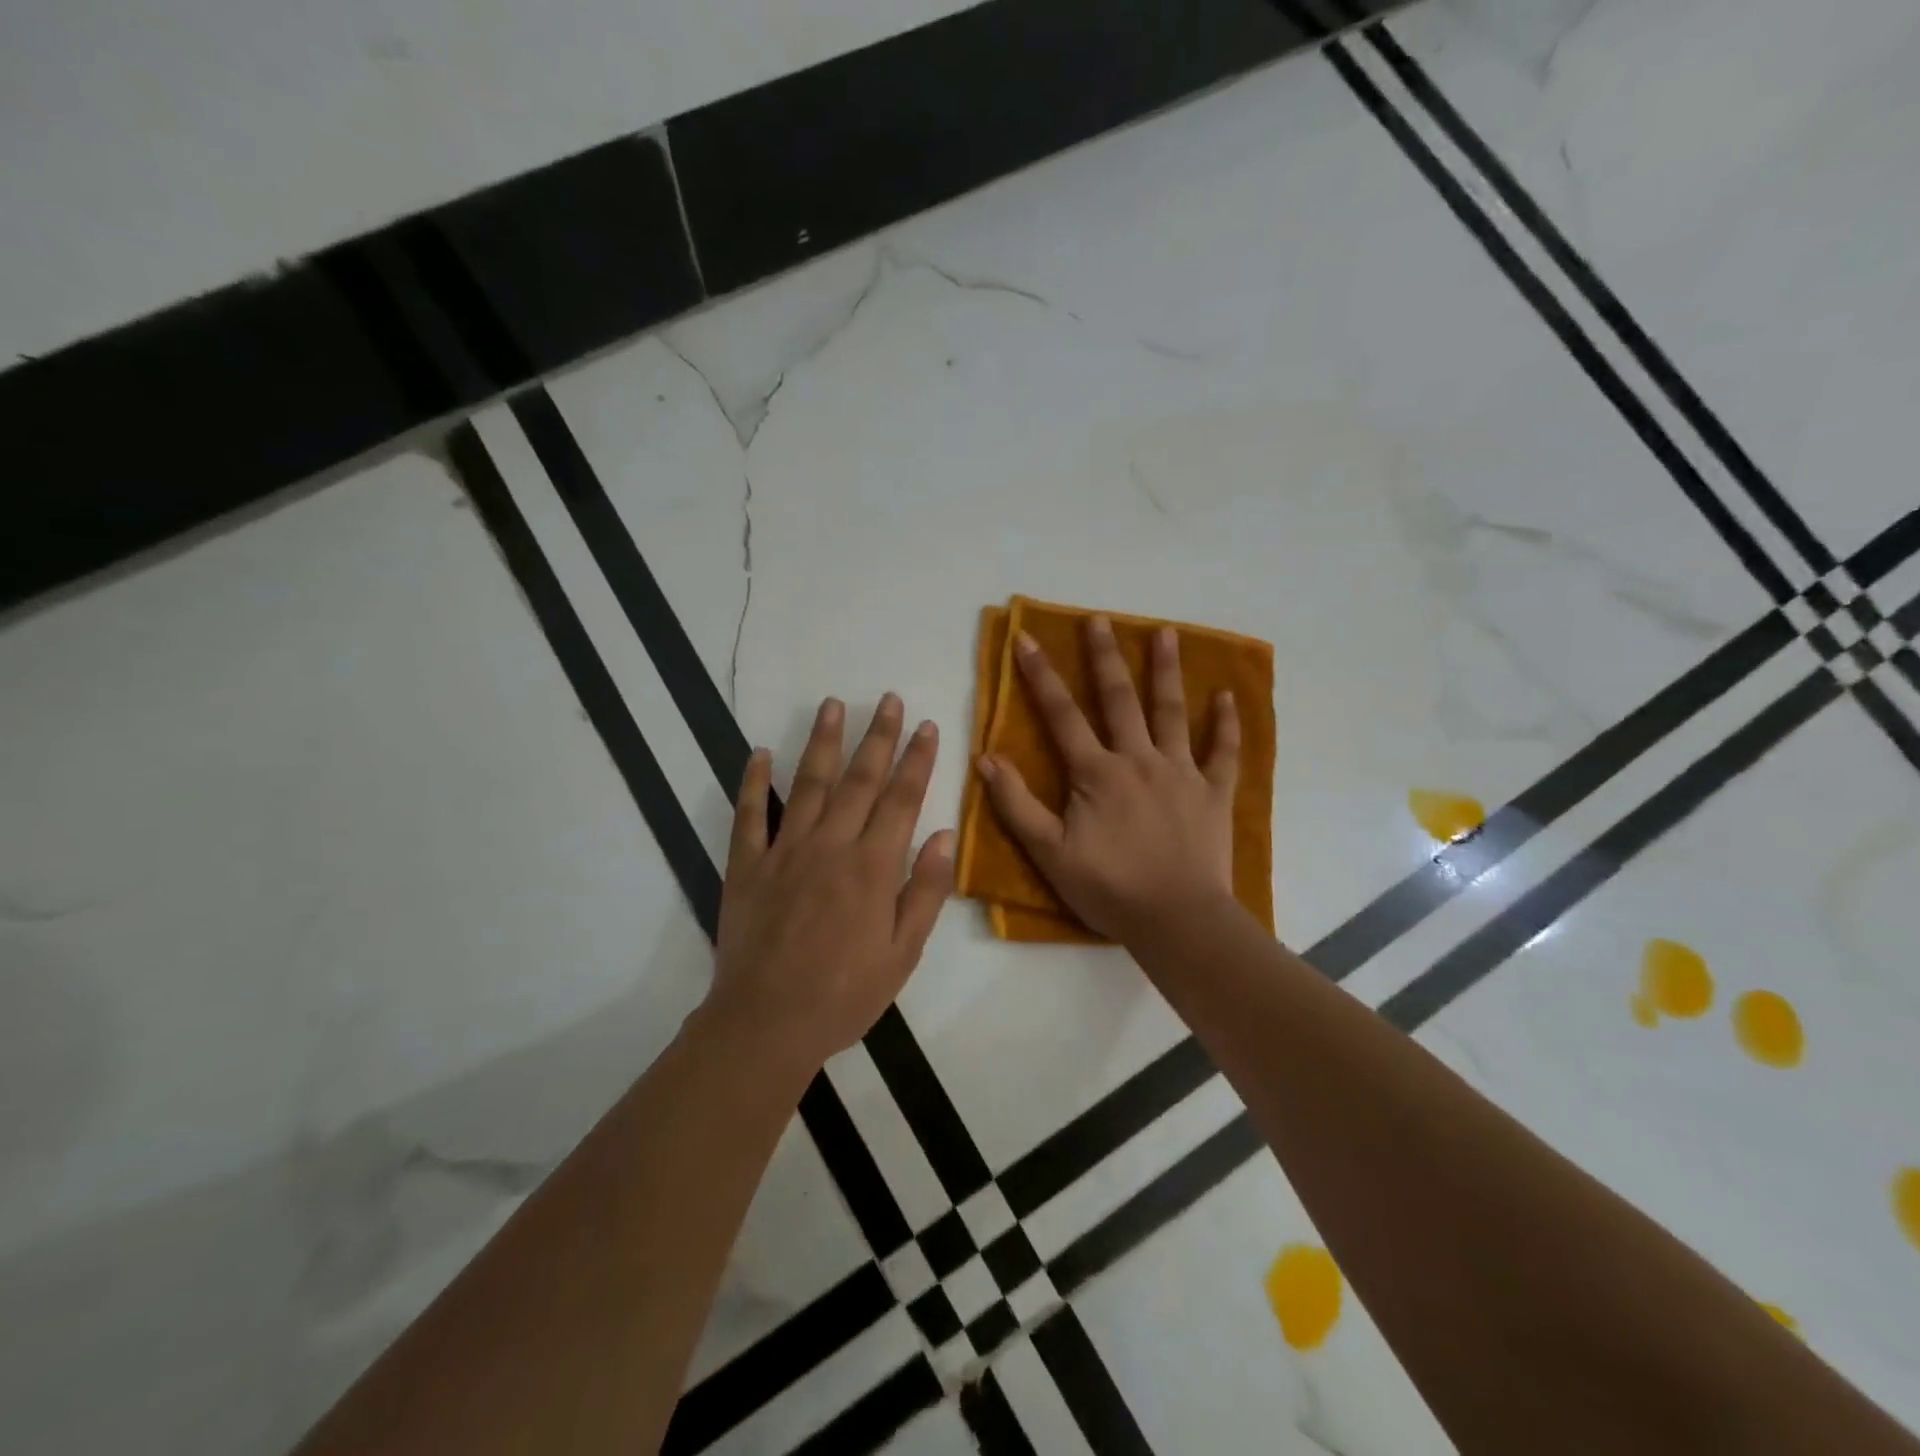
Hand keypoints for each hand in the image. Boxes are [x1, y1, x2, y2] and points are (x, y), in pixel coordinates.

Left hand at [708, 695, 954, 1074]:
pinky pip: (749, 815)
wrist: (767, 1024)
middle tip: (888, 699)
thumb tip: (945, 834)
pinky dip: (753, 781)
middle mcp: (830, 846)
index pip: (901, 799)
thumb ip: (926, 890)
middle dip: (878, 736)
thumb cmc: (845, 994)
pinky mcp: (747, 866)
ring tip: (833, 704)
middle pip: (859, 780)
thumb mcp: (903, 953)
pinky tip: (760, 751)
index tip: (926, 726)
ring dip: (823, 741)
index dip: (916, 759)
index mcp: (872, 867)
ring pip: (808, 784)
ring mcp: (784, 851)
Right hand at [979, 617, 1239, 941]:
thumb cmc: (1108, 888)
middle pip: (1119, 699)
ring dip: (1168, 671)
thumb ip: (1017, 804)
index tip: (1027, 639)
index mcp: (1096, 773)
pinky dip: (1227, 724)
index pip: (1062, 715)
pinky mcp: (1213, 792)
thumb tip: (986, 758)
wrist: (1176, 920)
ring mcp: (1181, 772)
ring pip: (1173, 712)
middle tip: (1100, 619)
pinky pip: (1223, 751)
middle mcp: (1138, 759)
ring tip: (1167, 632)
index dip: (1041, 676)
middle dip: (1105, 657)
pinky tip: (1227, 696)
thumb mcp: (1050, 852)